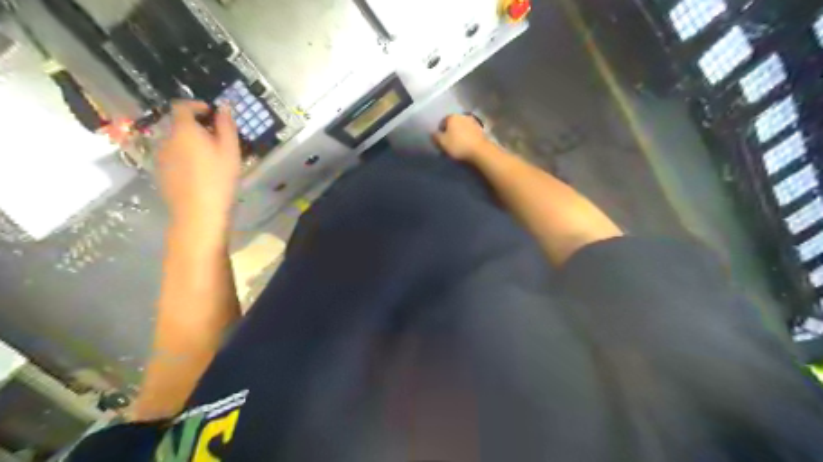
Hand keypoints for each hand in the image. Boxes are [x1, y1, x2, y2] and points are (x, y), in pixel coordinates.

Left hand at [158, 100, 241, 232]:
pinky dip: (185, 158)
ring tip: (210, 158)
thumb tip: (224, 106)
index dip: (196, 105)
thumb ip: (226, 125)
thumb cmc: (219, 178)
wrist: (199, 212)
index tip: (212, 114)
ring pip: (176, 142)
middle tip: (217, 139)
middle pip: (178, 125)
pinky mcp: (160, 173)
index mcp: (184, 130)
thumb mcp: (230, 150)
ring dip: (190, 143)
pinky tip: (200, 173)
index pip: (181, 106)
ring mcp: (161, 157)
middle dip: (196, 127)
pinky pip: (173, 158)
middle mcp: (166, 139)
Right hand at [433, 114, 490, 162]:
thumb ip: (435, 137)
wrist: (480, 152)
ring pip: (462, 128)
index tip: (441, 142)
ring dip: (460, 134)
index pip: (442, 122)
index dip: (440, 132)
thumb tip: (433, 133)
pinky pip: (470, 133)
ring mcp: (474, 122)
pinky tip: (467, 146)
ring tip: (458, 146)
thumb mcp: (441, 143)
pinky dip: (467, 138)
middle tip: (449, 144)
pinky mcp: (481, 130)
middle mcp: (463, 116)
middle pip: (453, 124)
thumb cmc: (458, 146)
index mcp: (452, 116)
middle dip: (450, 132)